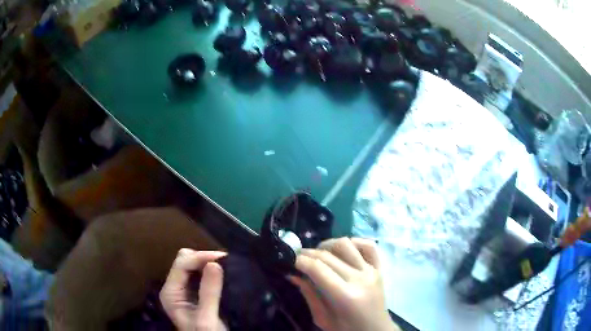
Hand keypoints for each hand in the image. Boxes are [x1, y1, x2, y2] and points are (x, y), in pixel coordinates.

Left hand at [160, 249, 227, 330]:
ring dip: (207, 263)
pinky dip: (210, 271)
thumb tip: (216, 263)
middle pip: (183, 260)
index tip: (224, 258)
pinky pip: (200, 275)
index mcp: (171, 293)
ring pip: (191, 265)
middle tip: (224, 263)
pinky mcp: (194, 294)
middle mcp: (174, 288)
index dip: (200, 257)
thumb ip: (209, 293)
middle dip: (202, 258)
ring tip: (226, 267)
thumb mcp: (208, 319)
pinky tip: (222, 274)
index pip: (181, 264)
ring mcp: (183, 291)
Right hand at [289, 238, 398, 330]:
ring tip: (319, 253)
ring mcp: (371, 271)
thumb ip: (309, 295)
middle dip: (308, 253)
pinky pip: (369, 246)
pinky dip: (355, 241)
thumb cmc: (347, 329)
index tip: (290, 261)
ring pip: (346, 245)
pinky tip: (343, 248)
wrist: (375, 330)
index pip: (318, 269)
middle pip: (328, 256)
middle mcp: (360, 279)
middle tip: (298, 257)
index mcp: (345, 296)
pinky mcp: (379, 268)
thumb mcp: (323, 319)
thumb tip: (292, 275)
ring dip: (328, 245)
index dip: (300, 261)